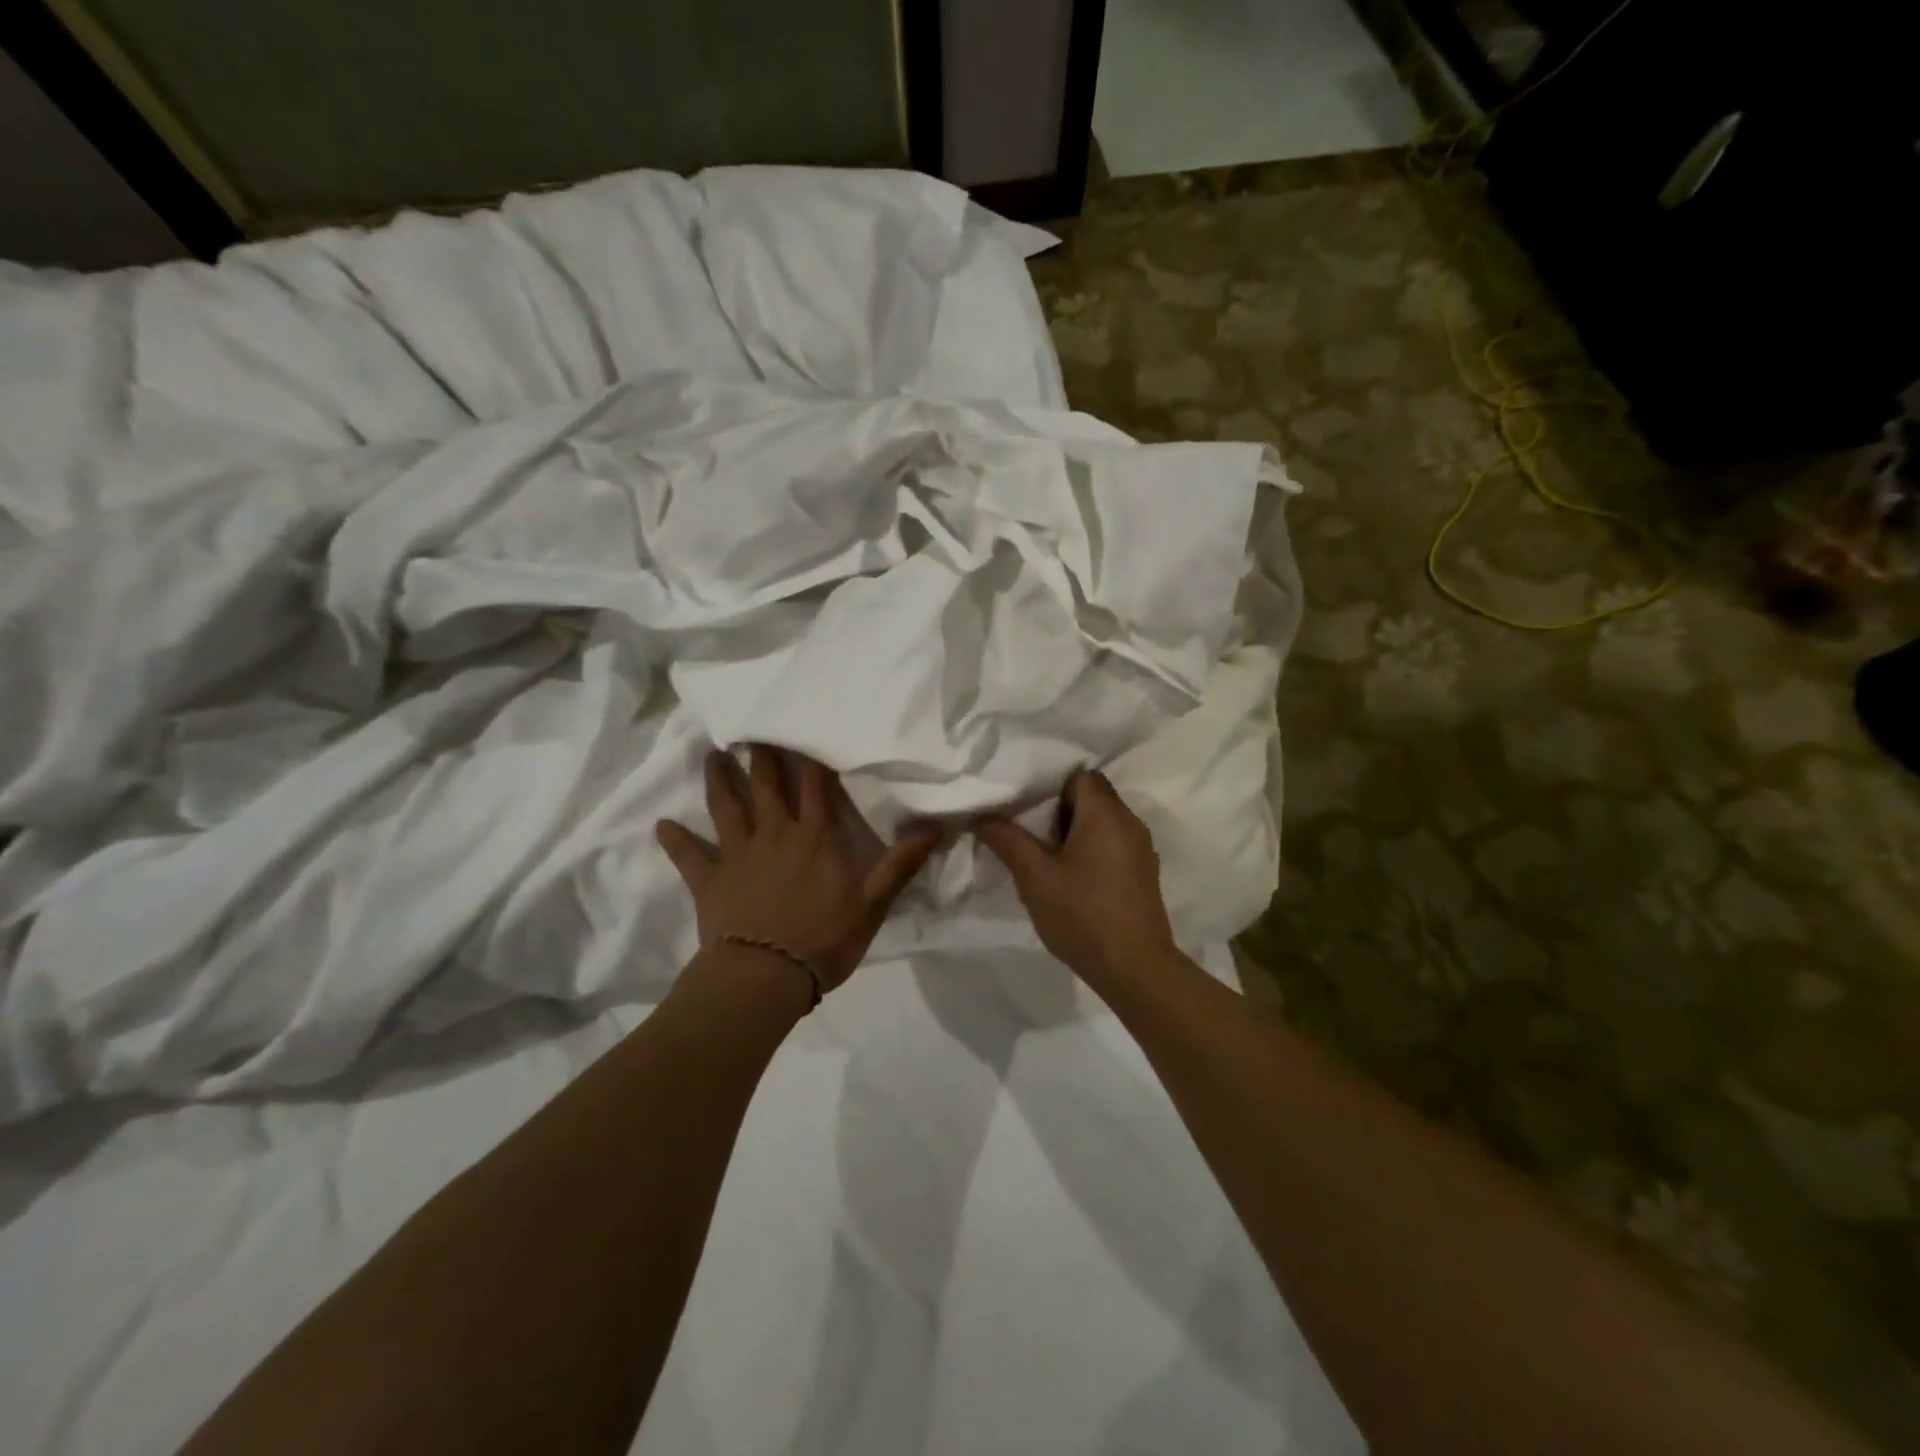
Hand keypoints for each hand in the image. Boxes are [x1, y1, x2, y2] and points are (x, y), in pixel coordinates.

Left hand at [656, 746, 939, 993]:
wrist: (764, 977)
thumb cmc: (823, 940)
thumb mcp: (872, 905)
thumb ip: (900, 864)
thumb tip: (936, 827)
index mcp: (815, 837)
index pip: (816, 785)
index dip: (813, 756)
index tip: (804, 727)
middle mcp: (775, 833)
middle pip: (766, 784)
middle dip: (762, 755)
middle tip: (753, 728)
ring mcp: (737, 854)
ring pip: (726, 807)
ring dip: (718, 780)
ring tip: (712, 756)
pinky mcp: (709, 880)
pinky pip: (688, 855)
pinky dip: (675, 839)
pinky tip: (661, 825)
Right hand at [974, 769, 1178, 983]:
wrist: (1135, 968)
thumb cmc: (1083, 914)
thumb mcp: (1035, 878)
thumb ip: (1008, 841)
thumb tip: (983, 816)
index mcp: (1105, 814)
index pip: (1081, 775)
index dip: (1052, 785)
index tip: (1028, 809)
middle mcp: (1130, 822)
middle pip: (1093, 797)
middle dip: (1060, 810)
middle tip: (1031, 834)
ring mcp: (1142, 849)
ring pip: (1104, 823)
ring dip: (1077, 833)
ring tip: (1048, 859)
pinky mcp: (1145, 874)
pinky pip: (1115, 845)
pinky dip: (1094, 851)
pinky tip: (1074, 881)